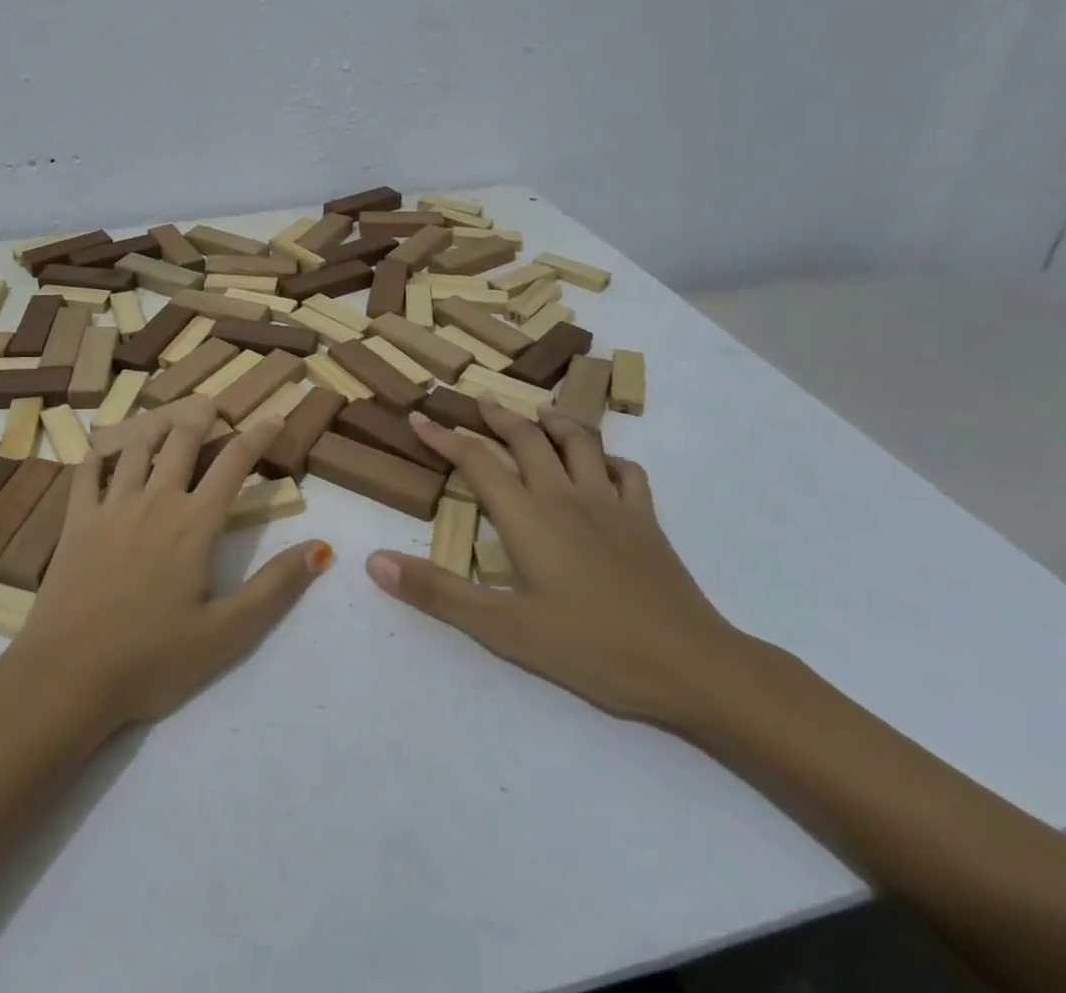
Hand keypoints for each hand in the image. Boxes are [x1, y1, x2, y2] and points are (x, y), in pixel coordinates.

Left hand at [9, 399, 333, 731]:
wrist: (67, 677)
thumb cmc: (152, 659)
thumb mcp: (227, 633)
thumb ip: (275, 586)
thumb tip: (321, 547)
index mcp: (194, 524)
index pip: (234, 464)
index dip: (257, 436)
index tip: (274, 416)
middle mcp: (155, 501)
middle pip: (181, 441)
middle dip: (200, 416)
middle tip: (210, 404)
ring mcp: (110, 507)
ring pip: (135, 448)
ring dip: (154, 425)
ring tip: (165, 417)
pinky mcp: (75, 522)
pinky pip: (86, 473)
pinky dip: (97, 454)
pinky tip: (101, 449)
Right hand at [366, 397, 752, 725]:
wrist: (691, 665)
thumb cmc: (591, 647)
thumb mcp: (504, 628)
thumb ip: (438, 592)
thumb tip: (373, 561)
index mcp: (527, 516)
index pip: (476, 461)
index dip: (444, 436)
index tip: (420, 417)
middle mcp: (565, 496)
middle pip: (527, 438)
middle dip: (498, 415)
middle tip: (480, 400)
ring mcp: (611, 503)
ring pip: (579, 442)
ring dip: (554, 421)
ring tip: (538, 413)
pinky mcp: (646, 520)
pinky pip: (627, 472)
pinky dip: (608, 458)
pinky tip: (602, 464)